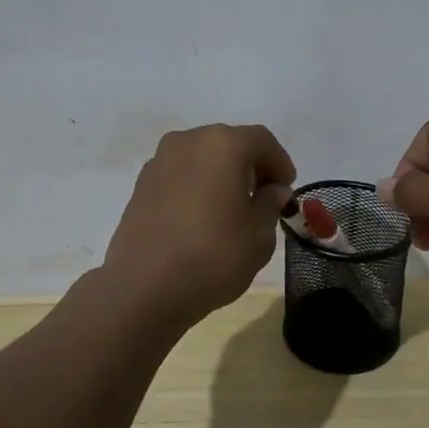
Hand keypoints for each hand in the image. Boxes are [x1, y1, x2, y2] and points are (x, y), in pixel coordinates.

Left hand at [103, 124, 296, 328]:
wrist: (144, 287)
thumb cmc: (213, 255)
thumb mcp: (259, 234)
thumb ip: (270, 203)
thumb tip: (272, 189)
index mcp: (222, 144)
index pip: (261, 141)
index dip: (280, 162)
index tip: (287, 190)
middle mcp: (188, 141)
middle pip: (228, 144)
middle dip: (250, 166)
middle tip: (262, 198)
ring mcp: (159, 161)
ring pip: (201, 158)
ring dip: (220, 175)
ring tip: (231, 209)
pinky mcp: (141, 184)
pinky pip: (179, 175)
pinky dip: (196, 186)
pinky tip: (201, 218)